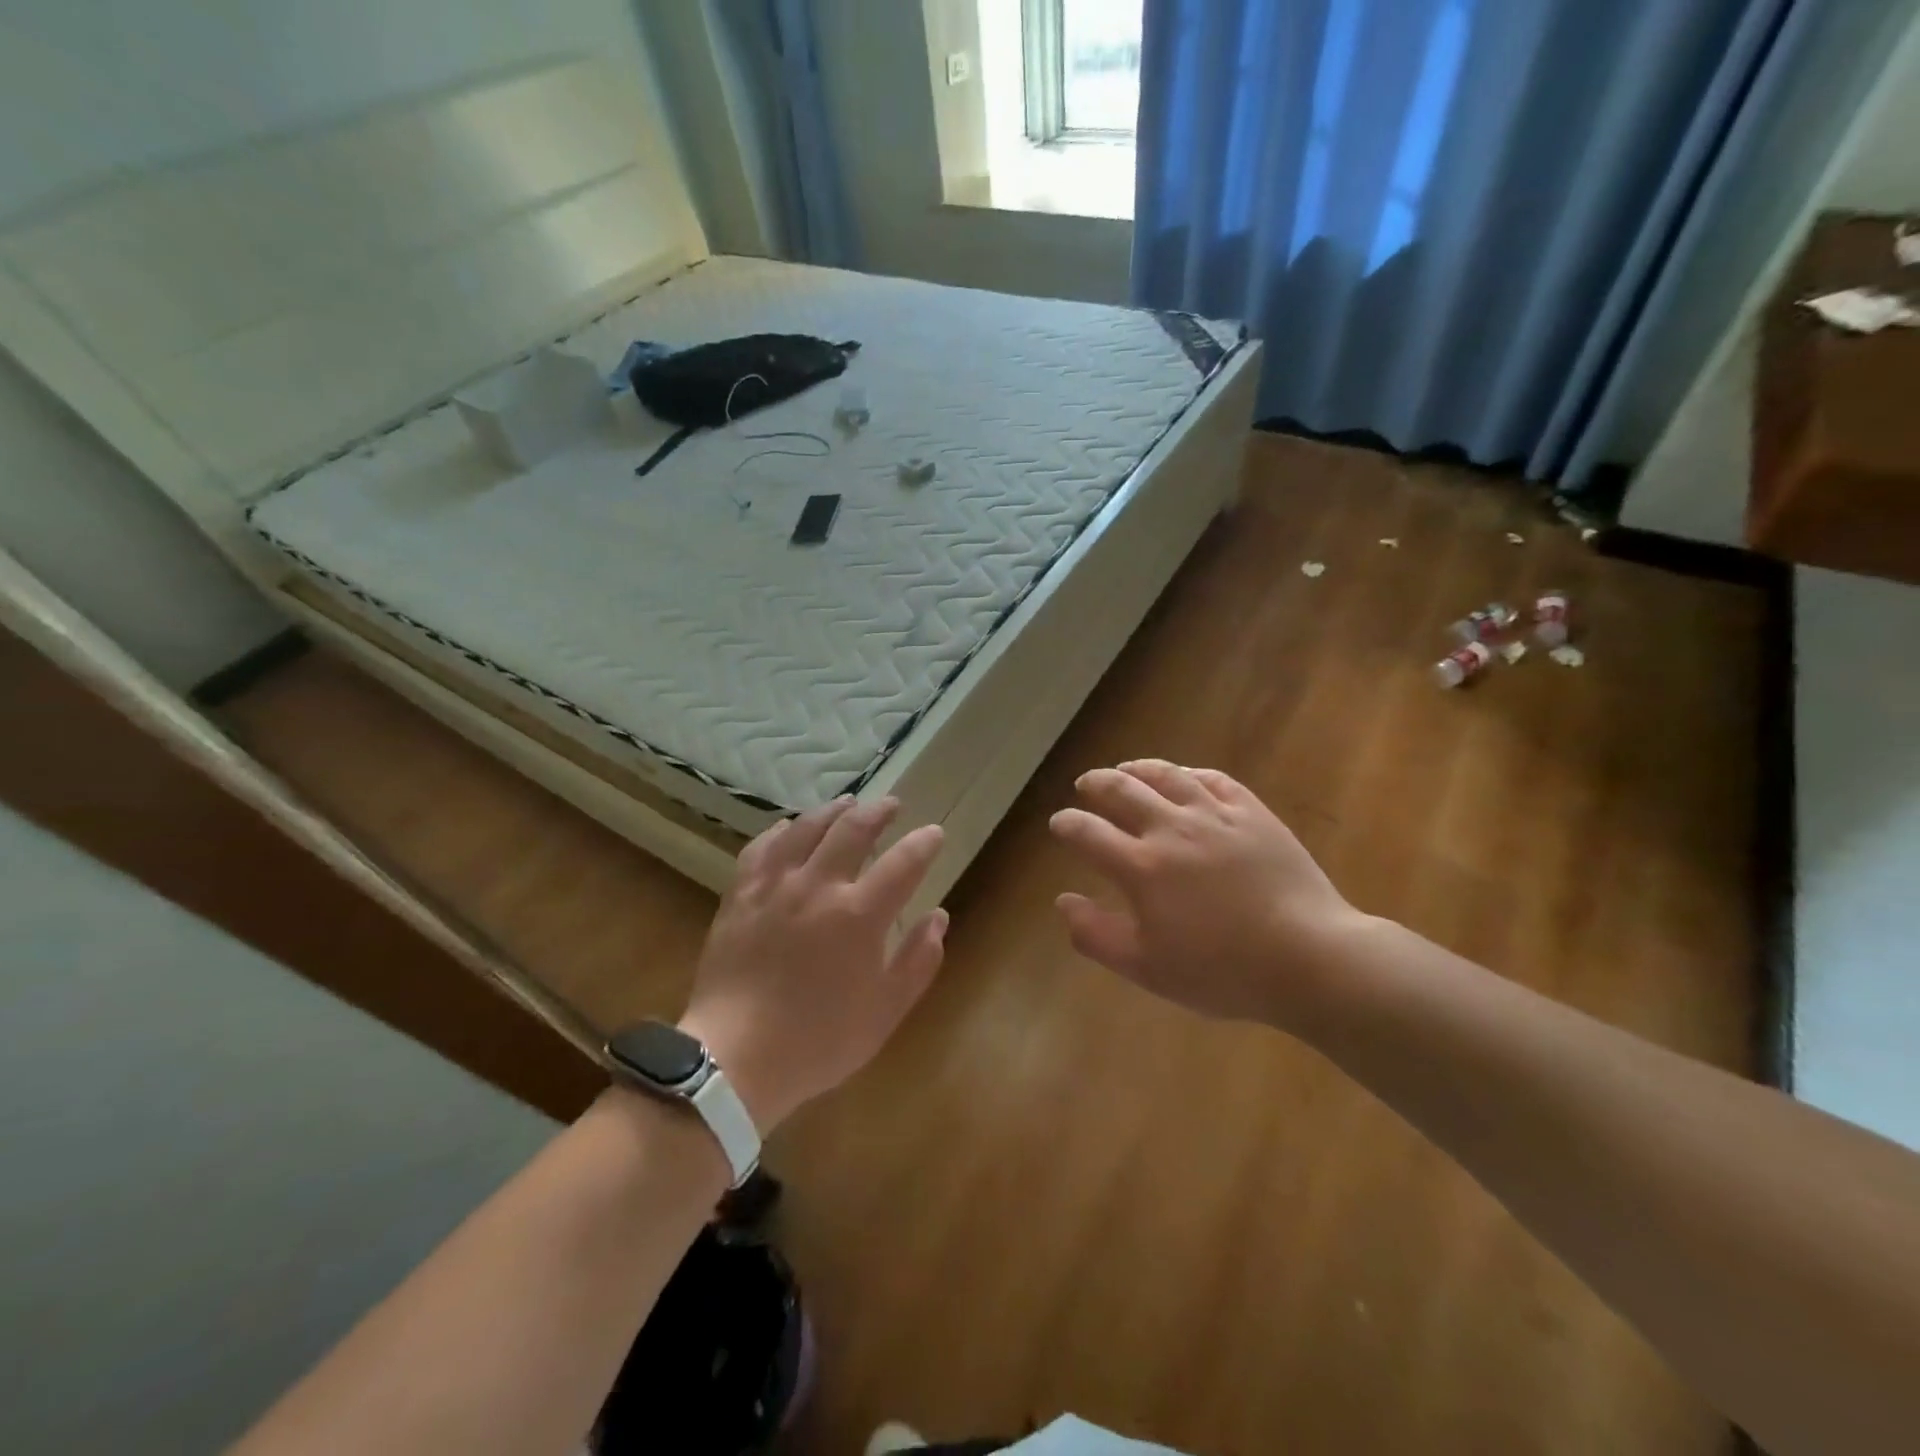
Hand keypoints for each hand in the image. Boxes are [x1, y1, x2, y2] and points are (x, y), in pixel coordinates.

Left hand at [679, 797, 946, 1129]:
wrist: (734, 1058)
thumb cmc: (818, 1041)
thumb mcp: (885, 1012)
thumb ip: (918, 960)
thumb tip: (938, 917)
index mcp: (860, 915)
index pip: (903, 863)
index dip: (924, 843)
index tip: (934, 833)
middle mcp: (819, 886)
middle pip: (853, 830)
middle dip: (878, 812)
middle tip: (892, 805)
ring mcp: (775, 886)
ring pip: (806, 828)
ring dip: (832, 811)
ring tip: (847, 803)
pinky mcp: (741, 894)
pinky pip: (762, 847)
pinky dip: (781, 831)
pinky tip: (788, 827)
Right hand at [1049, 761, 1365, 1028]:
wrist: (1309, 957)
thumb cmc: (1222, 971)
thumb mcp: (1147, 969)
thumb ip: (1096, 935)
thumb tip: (1063, 901)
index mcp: (1141, 867)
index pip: (1087, 832)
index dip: (1066, 824)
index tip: (1059, 823)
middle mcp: (1171, 829)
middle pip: (1121, 790)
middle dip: (1096, 784)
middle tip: (1086, 785)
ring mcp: (1215, 815)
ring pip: (1166, 775)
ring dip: (1138, 768)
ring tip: (1126, 769)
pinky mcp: (1252, 813)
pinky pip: (1213, 779)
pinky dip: (1189, 773)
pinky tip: (1184, 776)